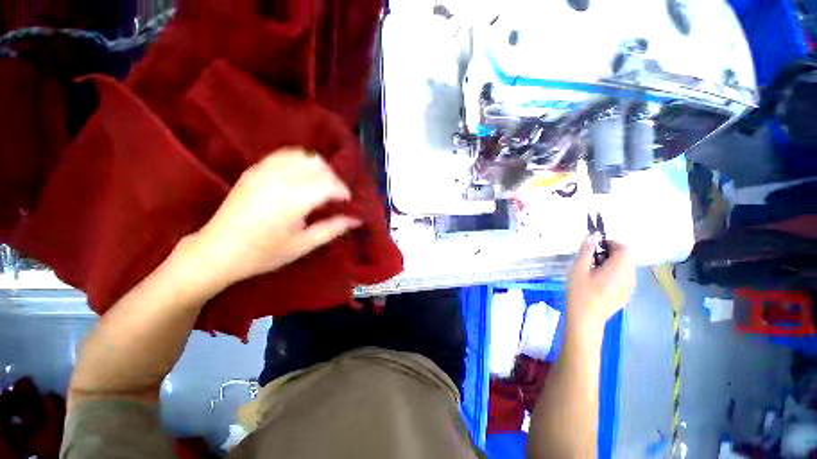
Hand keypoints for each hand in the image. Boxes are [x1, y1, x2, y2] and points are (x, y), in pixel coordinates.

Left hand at [190, 148, 360, 288]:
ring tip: (321, 185)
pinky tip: (302, 176)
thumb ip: (333, 229)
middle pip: (319, 165)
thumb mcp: (304, 245)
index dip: (343, 191)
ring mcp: (265, 171)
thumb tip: (356, 220)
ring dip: (319, 168)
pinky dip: (300, 161)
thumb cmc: (264, 253)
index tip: (347, 202)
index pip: (329, 184)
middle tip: (335, 196)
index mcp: (293, 200)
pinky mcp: (255, 169)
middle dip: (333, 178)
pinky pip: (285, 155)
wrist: (218, 250)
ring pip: (303, 156)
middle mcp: (280, 179)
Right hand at [566, 239, 635, 333]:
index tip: (595, 248)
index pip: (625, 248)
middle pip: (627, 257)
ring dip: (614, 263)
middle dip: (612, 253)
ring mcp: (630, 287)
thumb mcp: (577, 270)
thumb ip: (586, 252)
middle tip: (592, 259)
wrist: (586, 319)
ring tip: (595, 271)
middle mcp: (629, 277)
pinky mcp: (627, 295)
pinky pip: (625, 277)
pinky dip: (616, 273)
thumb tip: (591, 237)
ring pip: (627, 267)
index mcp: (618, 269)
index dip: (612, 244)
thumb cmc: (580, 293)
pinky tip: (600, 282)